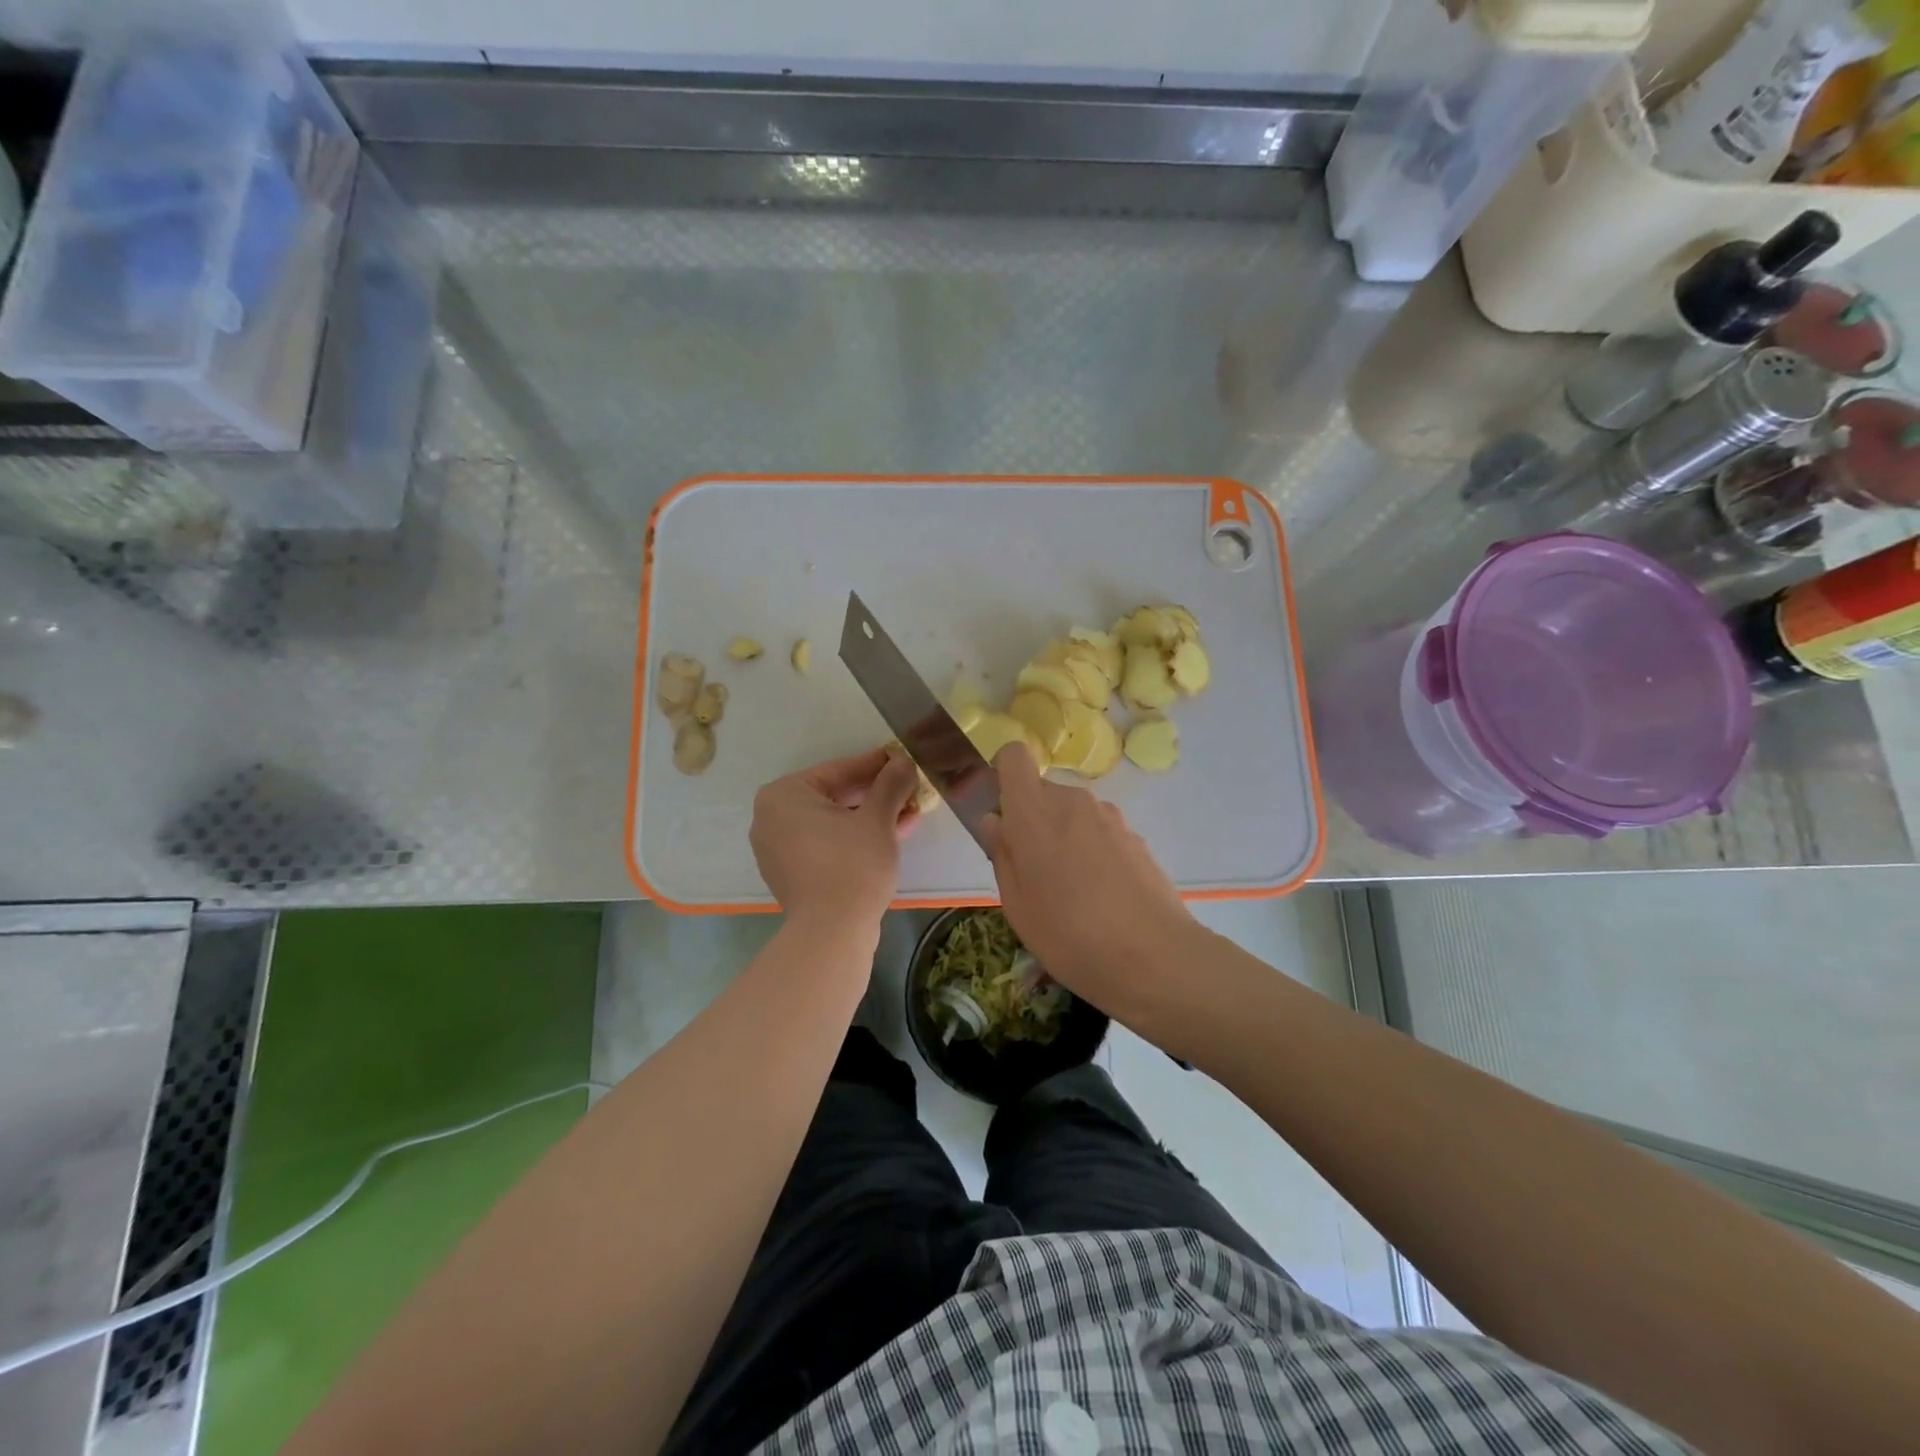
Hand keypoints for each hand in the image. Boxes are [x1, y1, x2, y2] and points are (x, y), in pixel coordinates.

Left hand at [750, 748, 922, 930]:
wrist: (831, 934)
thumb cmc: (852, 866)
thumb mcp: (877, 819)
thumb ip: (890, 784)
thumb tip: (902, 761)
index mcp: (784, 795)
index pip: (838, 770)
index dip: (876, 765)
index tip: (902, 759)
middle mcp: (772, 817)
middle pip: (834, 795)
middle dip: (876, 794)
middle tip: (909, 788)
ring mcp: (778, 847)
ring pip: (833, 821)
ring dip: (871, 816)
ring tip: (909, 813)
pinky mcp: (791, 872)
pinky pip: (826, 843)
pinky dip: (855, 838)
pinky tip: (892, 835)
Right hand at [982, 744, 1194, 1018]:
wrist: (1155, 958)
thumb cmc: (1069, 936)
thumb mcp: (1017, 905)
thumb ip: (1002, 854)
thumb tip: (995, 821)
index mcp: (1034, 812)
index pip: (1014, 756)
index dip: (1003, 775)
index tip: (1002, 814)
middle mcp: (1073, 801)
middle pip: (1043, 791)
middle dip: (1033, 820)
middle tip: (1033, 872)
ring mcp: (1110, 817)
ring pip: (1073, 813)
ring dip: (1064, 837)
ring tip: (1070, 892)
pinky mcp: (1136, 836)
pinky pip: (1100, 832)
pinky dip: (1093, 852)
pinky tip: (1101, 897)